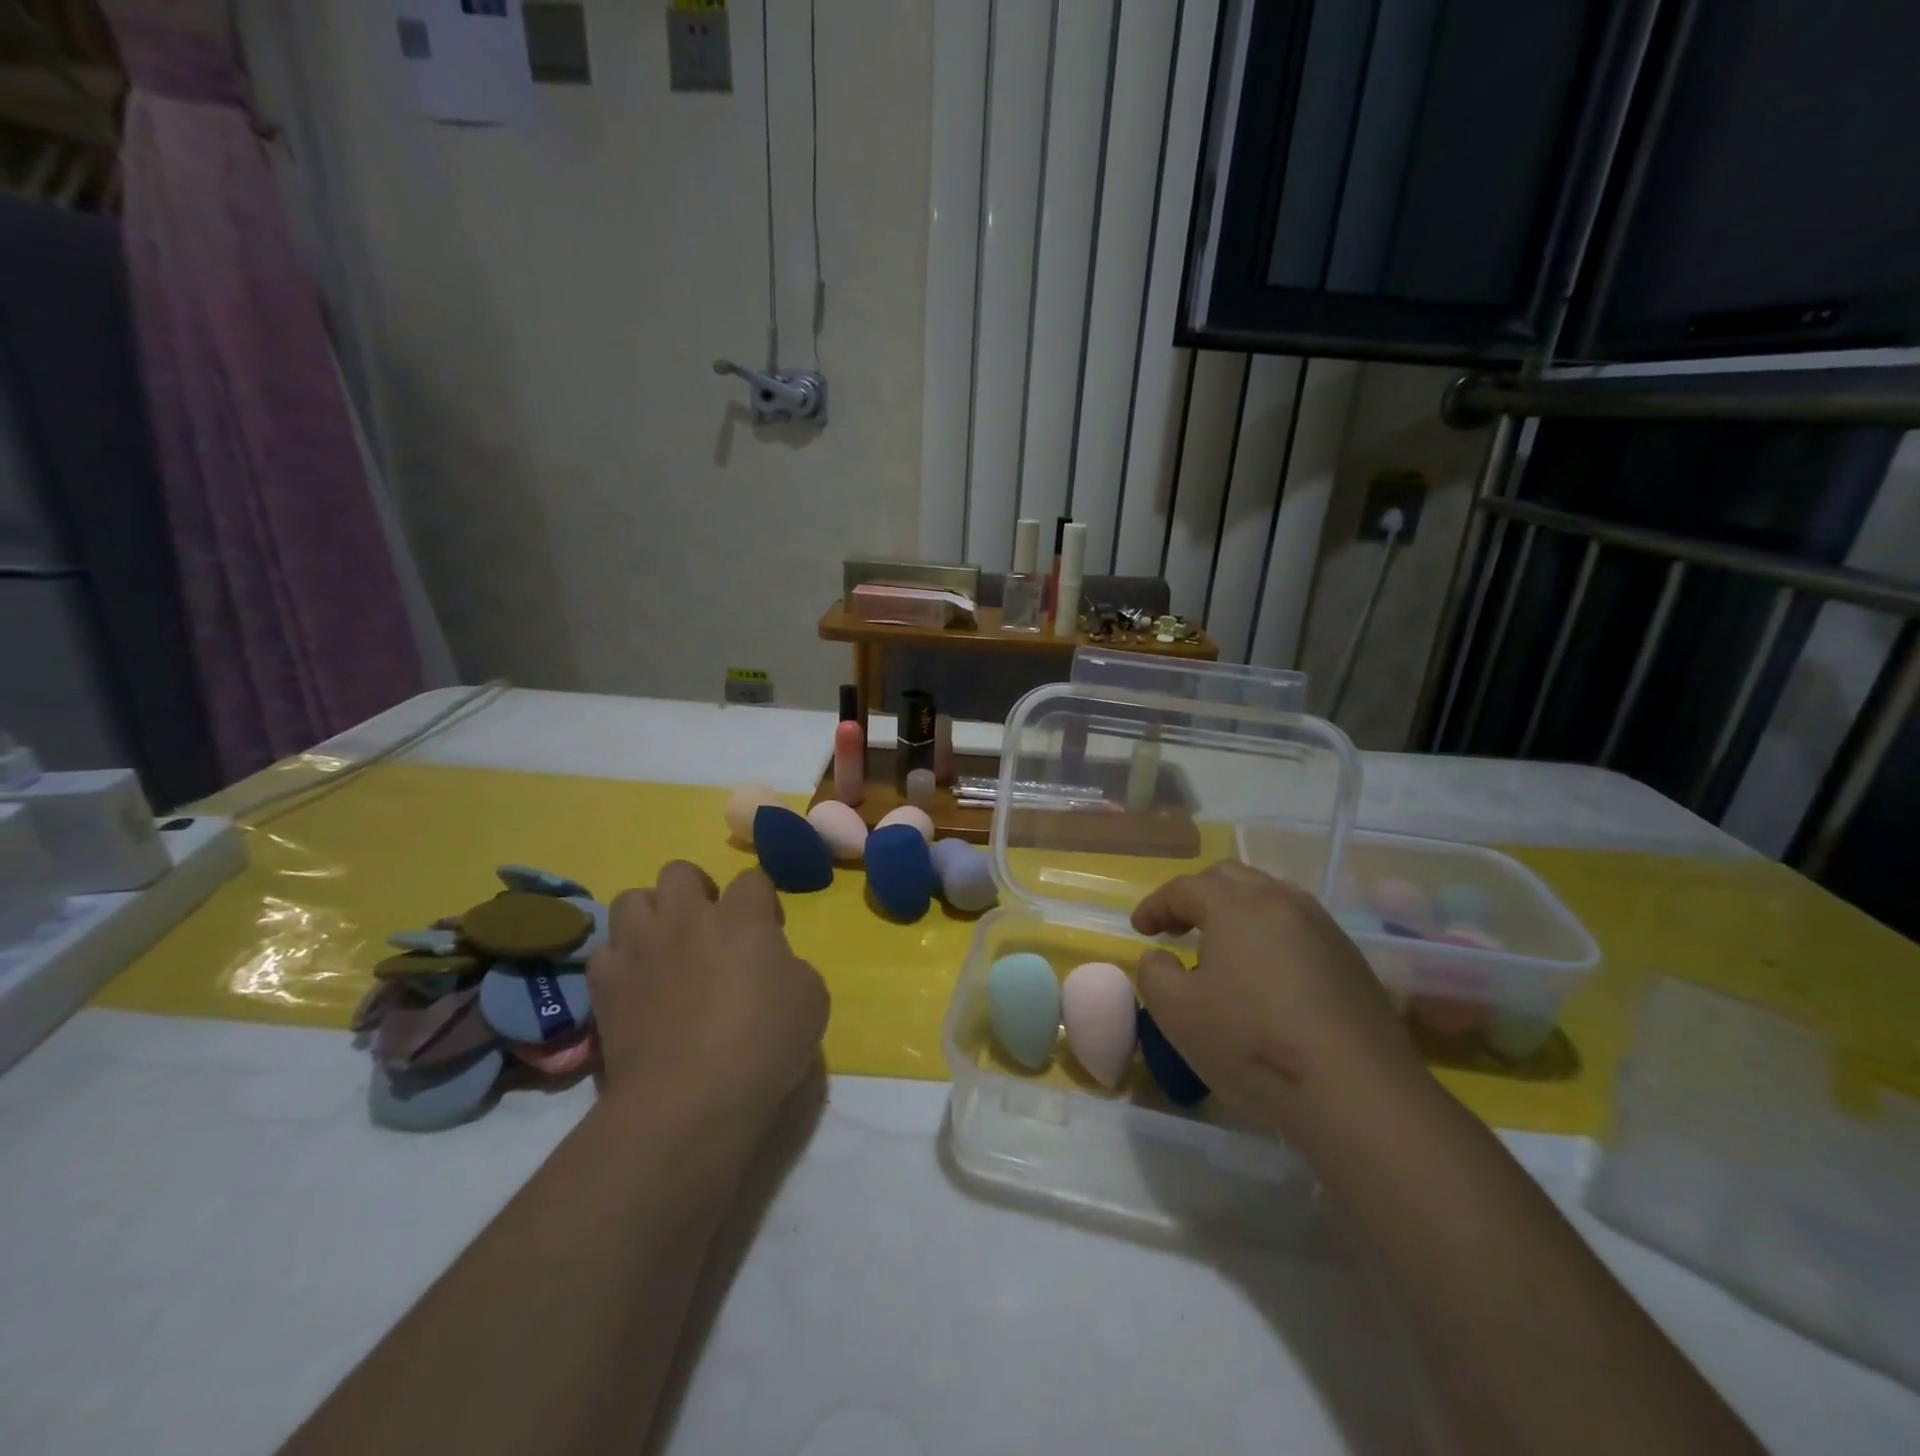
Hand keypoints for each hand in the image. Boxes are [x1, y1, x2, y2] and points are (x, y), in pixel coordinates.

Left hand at [590, 862, 828, 1130]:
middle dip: (696, 890)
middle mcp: (686, 918)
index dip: (762, 900)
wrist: (688, 1100)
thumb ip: (789, 965)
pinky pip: (605, 951)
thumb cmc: (762, 1045)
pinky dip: (620, 960)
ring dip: (650, 915)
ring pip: (632, 898)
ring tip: (664, 946)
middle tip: (709, 927)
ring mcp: (639, 947)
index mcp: (741, 917)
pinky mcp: (604, 983)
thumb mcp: (810, 999)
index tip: (769, 930)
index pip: (752, 879)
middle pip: (680, 871)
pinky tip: (635, 983)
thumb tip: (771, 964)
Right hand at [1132, 862, 1425, 1143]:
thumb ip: (1154, 972)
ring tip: (1223, 947)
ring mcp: (1322, 927)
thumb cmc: (1252, 1042)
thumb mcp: (1176, 1012)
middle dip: (1197, 897)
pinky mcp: (1350, 958)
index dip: (1155, 905)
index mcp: (1234, 904)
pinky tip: (1267, 975)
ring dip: (1237, 911)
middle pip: (1229, 878)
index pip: (1183, 888)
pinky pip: (1298, 927)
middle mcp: (1280, 900)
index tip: (1139, 929)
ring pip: (1270, 897)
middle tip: (1177, 928)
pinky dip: (1270, 935)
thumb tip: (1162, 957)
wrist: (1357, 1091)